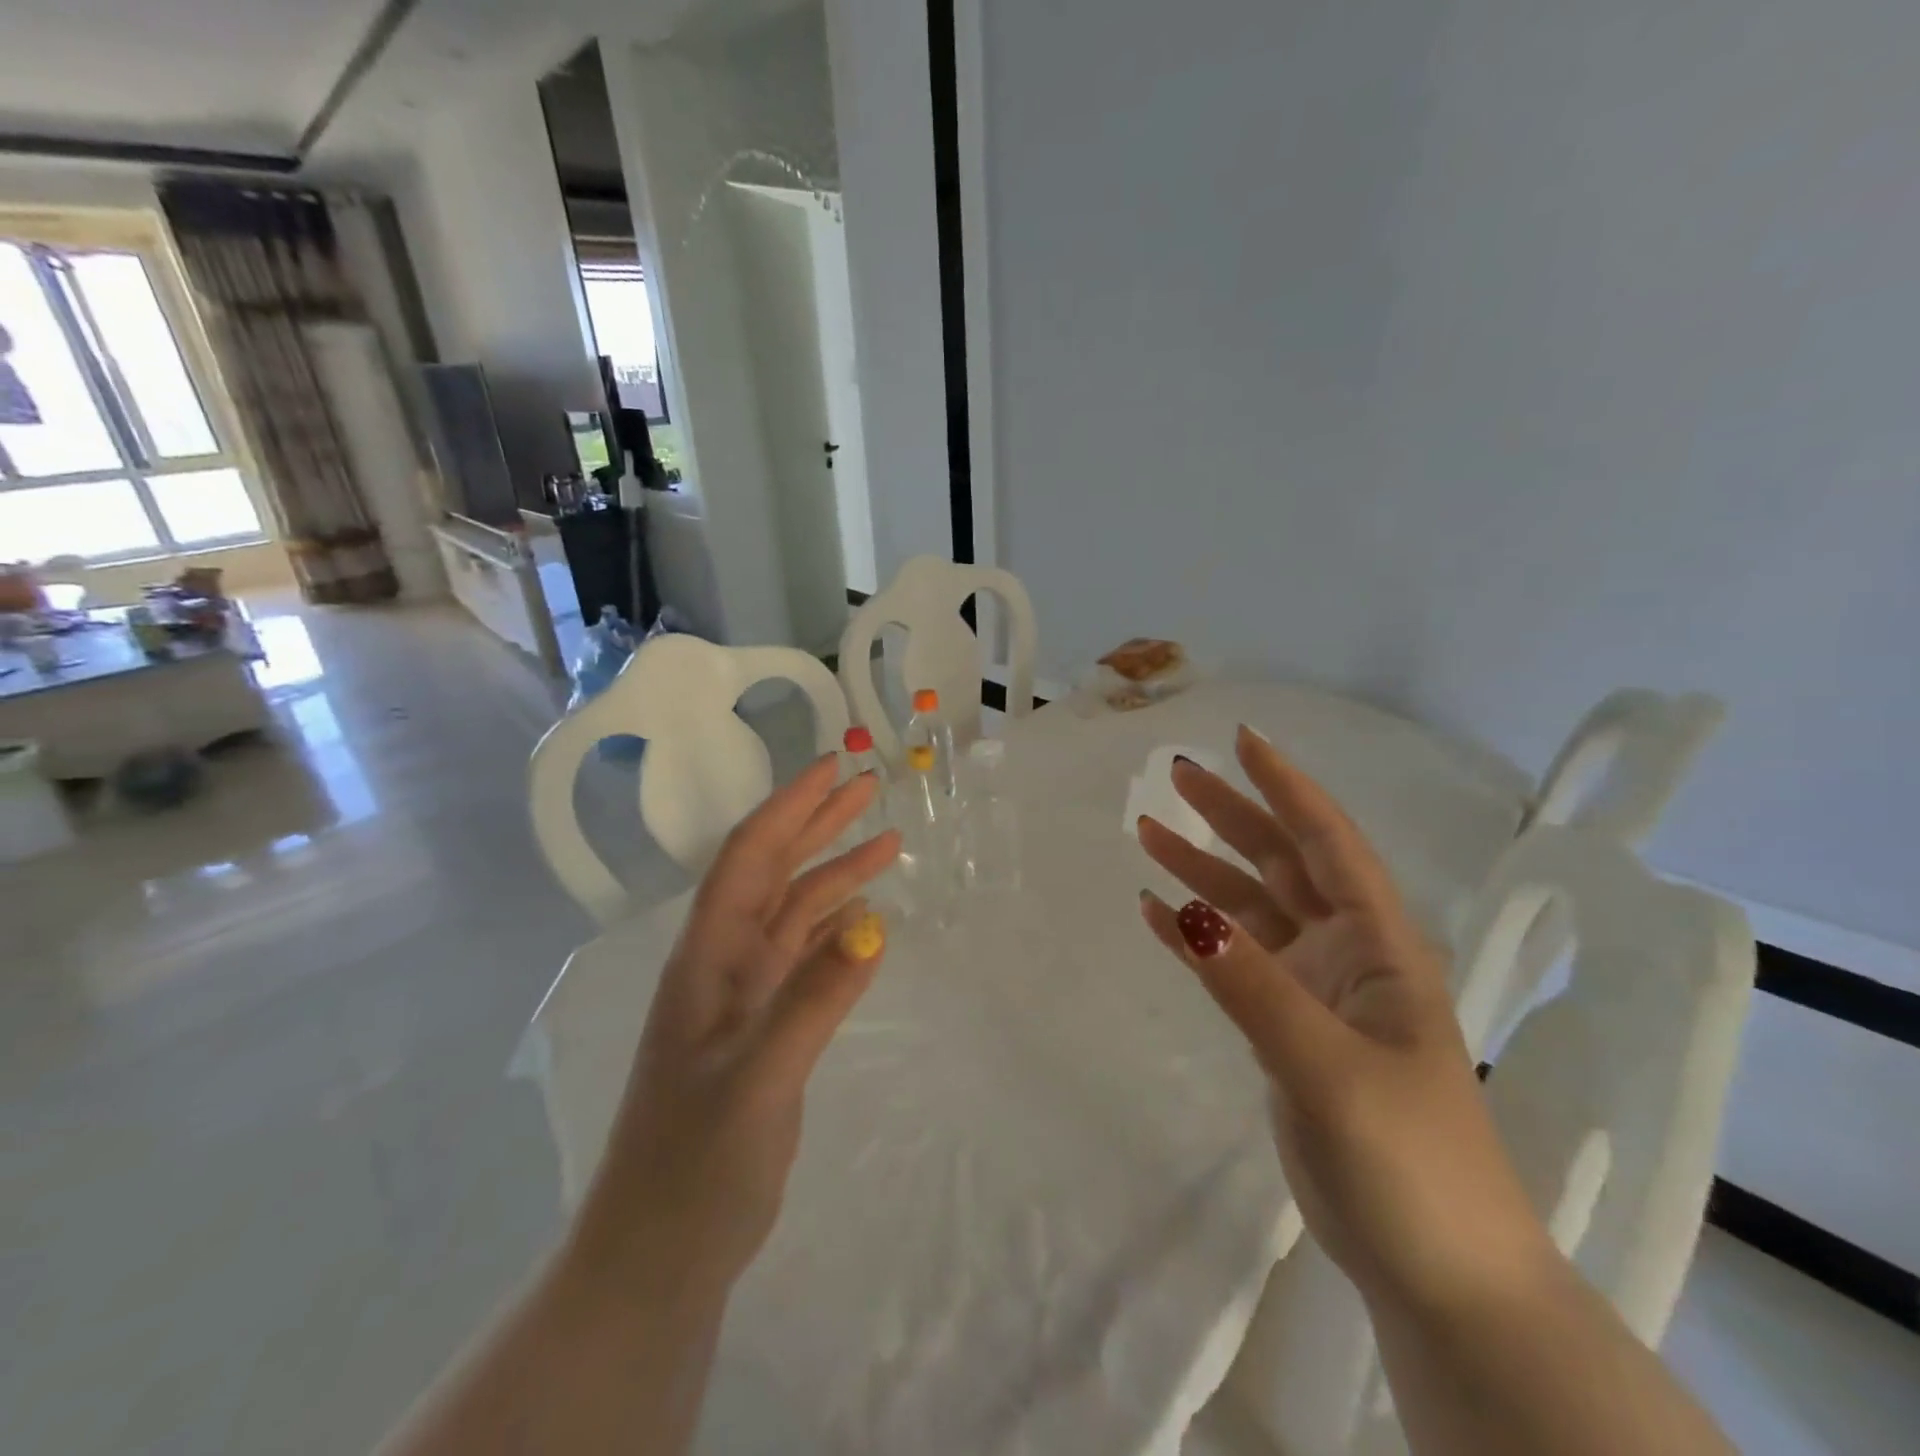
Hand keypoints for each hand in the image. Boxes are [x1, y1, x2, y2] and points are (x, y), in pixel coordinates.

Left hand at [572, 755, 901, 1302]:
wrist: (660, 1254)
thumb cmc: (694, 1165)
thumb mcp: (758, 1080)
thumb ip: (815, 1000)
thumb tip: (876, 926)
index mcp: (708, 959)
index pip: (750, 858)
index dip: (790, 807)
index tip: (834, 768)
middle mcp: (724, 964)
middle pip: (774, 872)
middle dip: (819, 823)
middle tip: (869, 786)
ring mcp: (746, 998)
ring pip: (796, 913)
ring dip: (837, 875)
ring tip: (888, 844)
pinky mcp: (766, 1030)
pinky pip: (808, 959)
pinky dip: (840, 929)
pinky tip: (870, 919)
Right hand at [1136, 726, 1554, 1311]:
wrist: (1438, 1273)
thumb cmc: (1407, 1158)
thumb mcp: (1328, 1067)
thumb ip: (1253, 986)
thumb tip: (1182, 909)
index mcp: (1380, 947)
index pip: (1327, 843)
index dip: (1287, 787)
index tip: (1242, 741)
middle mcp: (1347, 954)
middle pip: (1281, 863)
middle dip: (1232, 814)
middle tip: (1174, 775)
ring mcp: (1314, 991)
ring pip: (1250, 909)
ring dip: (1202, 868)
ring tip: (1147, 831)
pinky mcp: (1286, 1028)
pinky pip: (1232, 962)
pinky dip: (1194, 935)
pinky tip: (1156, 912)